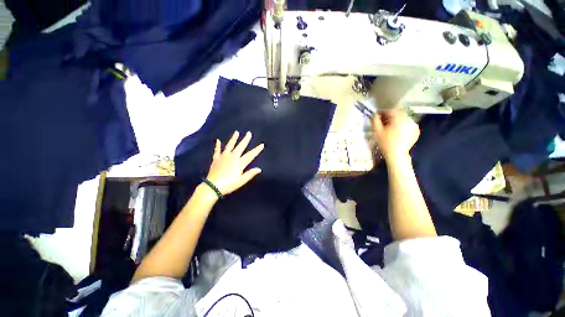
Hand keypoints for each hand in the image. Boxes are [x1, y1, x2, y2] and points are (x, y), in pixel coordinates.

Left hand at [205, 131, 263, 195]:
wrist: (212, 187)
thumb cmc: (229, 185)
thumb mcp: (241, 181)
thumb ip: (250, 174)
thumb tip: (259, 169)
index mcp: (239, 163)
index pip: (250, 155)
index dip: (257, 150)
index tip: (262, 144)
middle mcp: (232, 157)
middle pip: (240, 147)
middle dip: (245, 140)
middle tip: (249, 133)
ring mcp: (223, 157)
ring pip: (229, 145)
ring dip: (233, 139)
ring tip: (236, 132)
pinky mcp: (216, 159)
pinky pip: (217, 150)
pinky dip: (217, 145)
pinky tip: (218, 140)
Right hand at [372, 109, 419, 160]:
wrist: (396, 154)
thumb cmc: (385, 143)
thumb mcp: (377, 131)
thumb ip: (375, 120)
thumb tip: (375, 114)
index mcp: (398, 119)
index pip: (390, 111)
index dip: (383, 112)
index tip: (378, 115)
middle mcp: (408, 119)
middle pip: (398, 113)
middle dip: (390, 115)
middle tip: (383, 121)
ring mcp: (414, 125)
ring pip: (404, 118)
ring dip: (397, 120)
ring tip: (390, 126)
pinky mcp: (416, 130)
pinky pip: (408, 123)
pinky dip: (402, 124)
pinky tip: (397, 130)